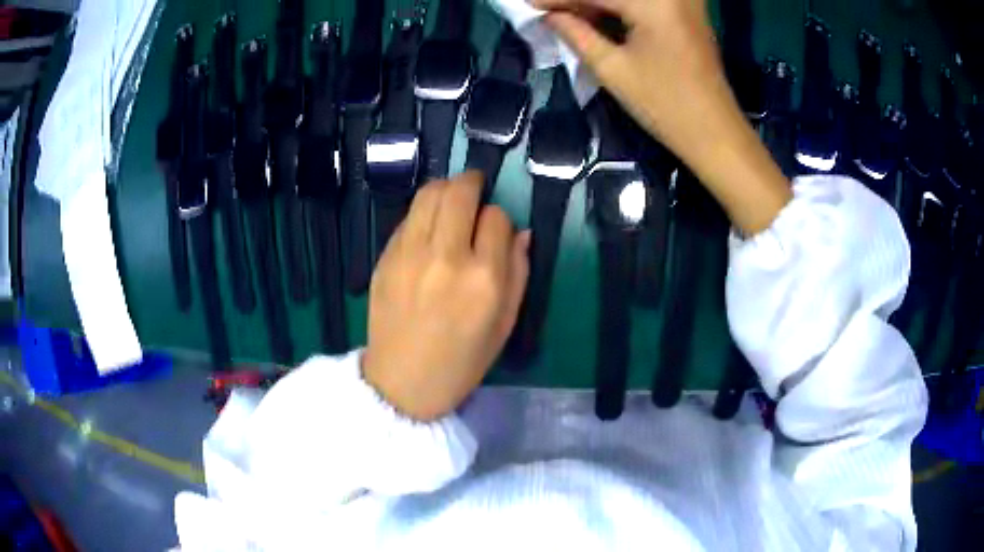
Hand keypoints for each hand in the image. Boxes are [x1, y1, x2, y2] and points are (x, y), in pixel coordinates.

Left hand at [363, 171, 530, 421]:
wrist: (403, 383)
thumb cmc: (462, 361)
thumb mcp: (505, 324)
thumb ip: (518, 273)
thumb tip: (521, 232)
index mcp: (483, 279)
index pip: (497, 218)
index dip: (500, 219)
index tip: (496, 231)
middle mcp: (446, 257)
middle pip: (460, 192)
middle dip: (473, 182)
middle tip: (476, 188)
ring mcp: (410, 254)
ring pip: (429, 194)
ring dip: (445, 188)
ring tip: (451, 200)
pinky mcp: (385, 257)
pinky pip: (407, 217)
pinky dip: (422, 213)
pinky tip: (427, 229)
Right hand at [535, 0, 791, 233]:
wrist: (715, 132)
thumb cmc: (665, 105)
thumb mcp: (612, 69)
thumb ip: (576, 33)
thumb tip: (549, 15)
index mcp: (652, 2)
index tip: (527, 4)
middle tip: (549, 11)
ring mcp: (683, 1)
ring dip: (597, 3)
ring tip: (569, 16)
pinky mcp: (688, 11)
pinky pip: (645, 1)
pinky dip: (619, 6)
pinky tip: (598, 16)